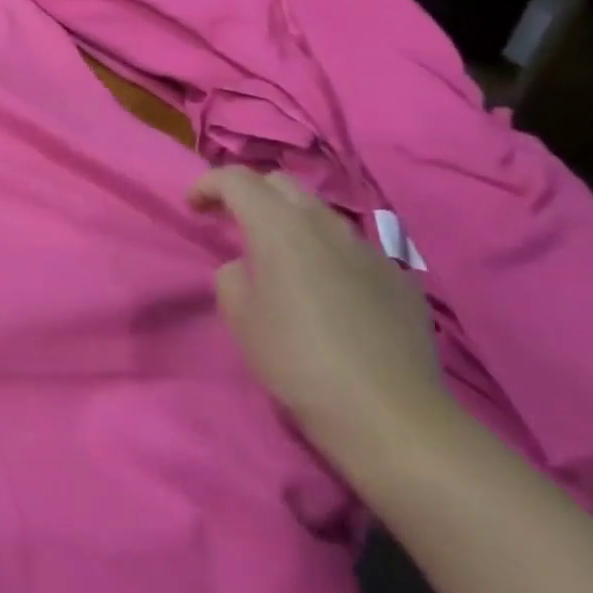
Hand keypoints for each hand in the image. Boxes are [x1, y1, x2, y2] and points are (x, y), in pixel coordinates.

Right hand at [189, 168, 455, 474]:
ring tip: (282, 260)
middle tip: (233, 223)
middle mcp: (325, 224)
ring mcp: (369, 249)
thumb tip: (246, 268)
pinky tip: (329, 293)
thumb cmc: (296, 359)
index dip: (208, 184)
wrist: (388, 414)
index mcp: (279, 226)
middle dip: (252, 194)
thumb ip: (232, 277)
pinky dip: (329, 255)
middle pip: (281, 184)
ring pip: (321, 215)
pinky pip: (353, 250)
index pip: (237, 179)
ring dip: (293, 224)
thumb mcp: (239, 318)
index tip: (193, 207)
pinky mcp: (399, 278)